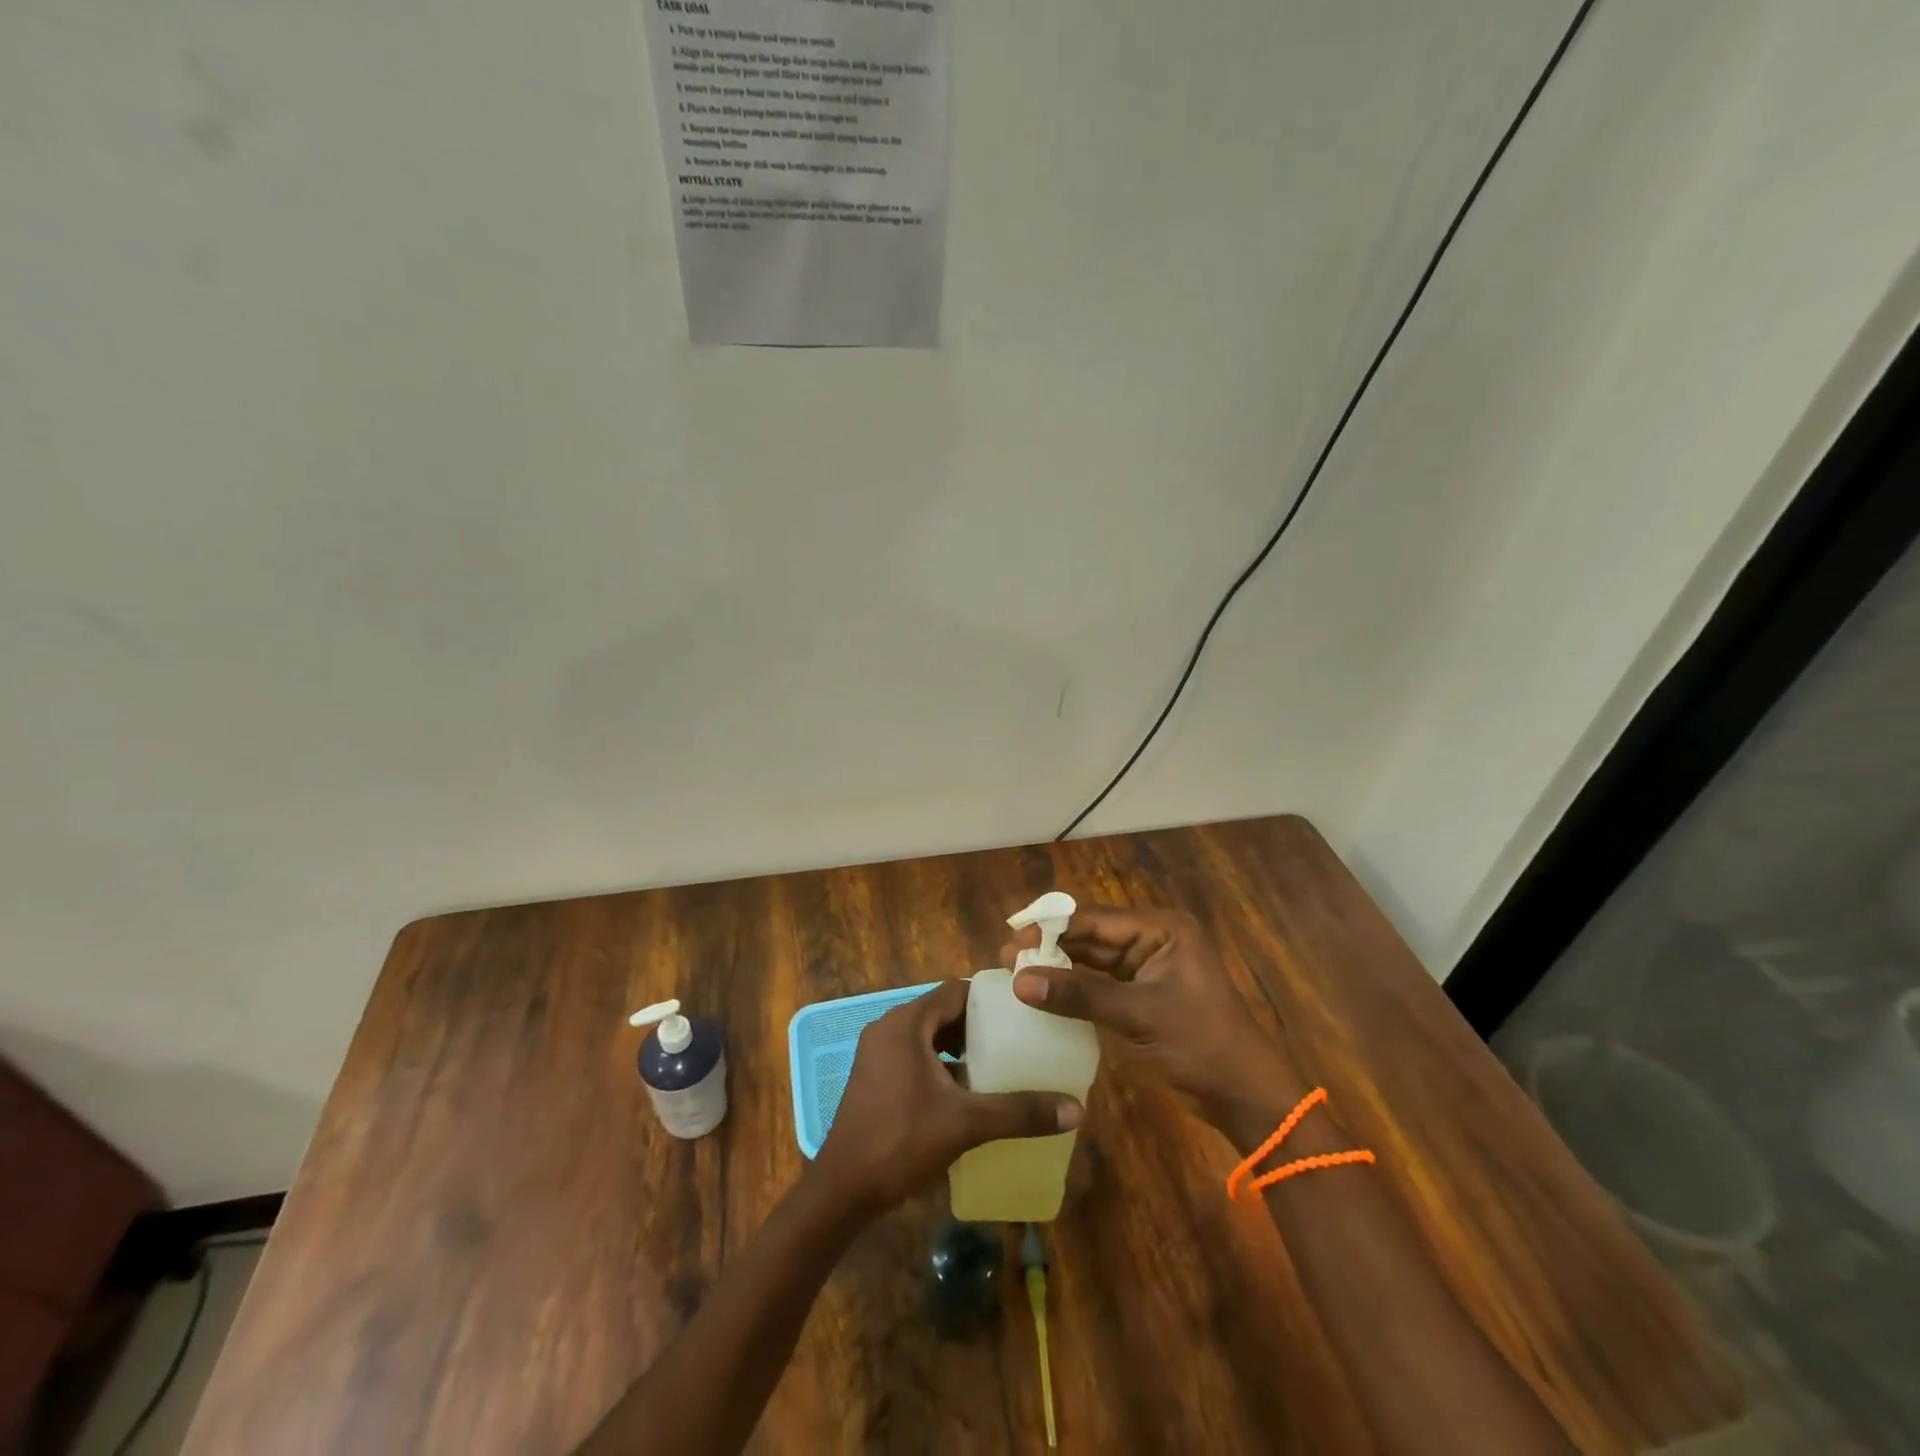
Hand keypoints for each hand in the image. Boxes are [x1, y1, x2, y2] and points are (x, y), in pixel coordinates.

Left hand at [813, 979, 1082, 1217]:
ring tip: (998, 1063)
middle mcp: (889, 1028)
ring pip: (928, 1035)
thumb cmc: (900, 1142)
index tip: (1022, 1011)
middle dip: (978, 1025)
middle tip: (1017, 1040)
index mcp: (906, 1024)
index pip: (955, 991)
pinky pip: (915, 1055)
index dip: (989, 998)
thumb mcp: (965, 1124)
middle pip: (942, 1012)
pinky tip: (966, 1091)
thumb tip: (1076, 1109)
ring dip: (959, 1046)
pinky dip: (940, 1064)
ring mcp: (878, 1053)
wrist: (841, 1190)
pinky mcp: (875, 1077)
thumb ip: (1019, 1113)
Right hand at [1006, 905, 1298, 1127]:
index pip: (1095, 920)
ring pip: (1093, 958)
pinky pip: (1102, 981)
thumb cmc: (1199, 1046)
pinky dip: (1075, 986)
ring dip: (1059, 965)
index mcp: (1162, 928)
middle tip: (1006, 959)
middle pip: (1092, 935)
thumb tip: (1019, 981)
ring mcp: (1150, 965)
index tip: (1011, 940)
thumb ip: (1078, 995)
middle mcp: (1154, 938)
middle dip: (1051, 946)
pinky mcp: (1144, 992)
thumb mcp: (1137, 1016)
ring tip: (1016, 973)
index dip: (1051, 928)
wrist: (1246, 1097)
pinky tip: (1045, 992)